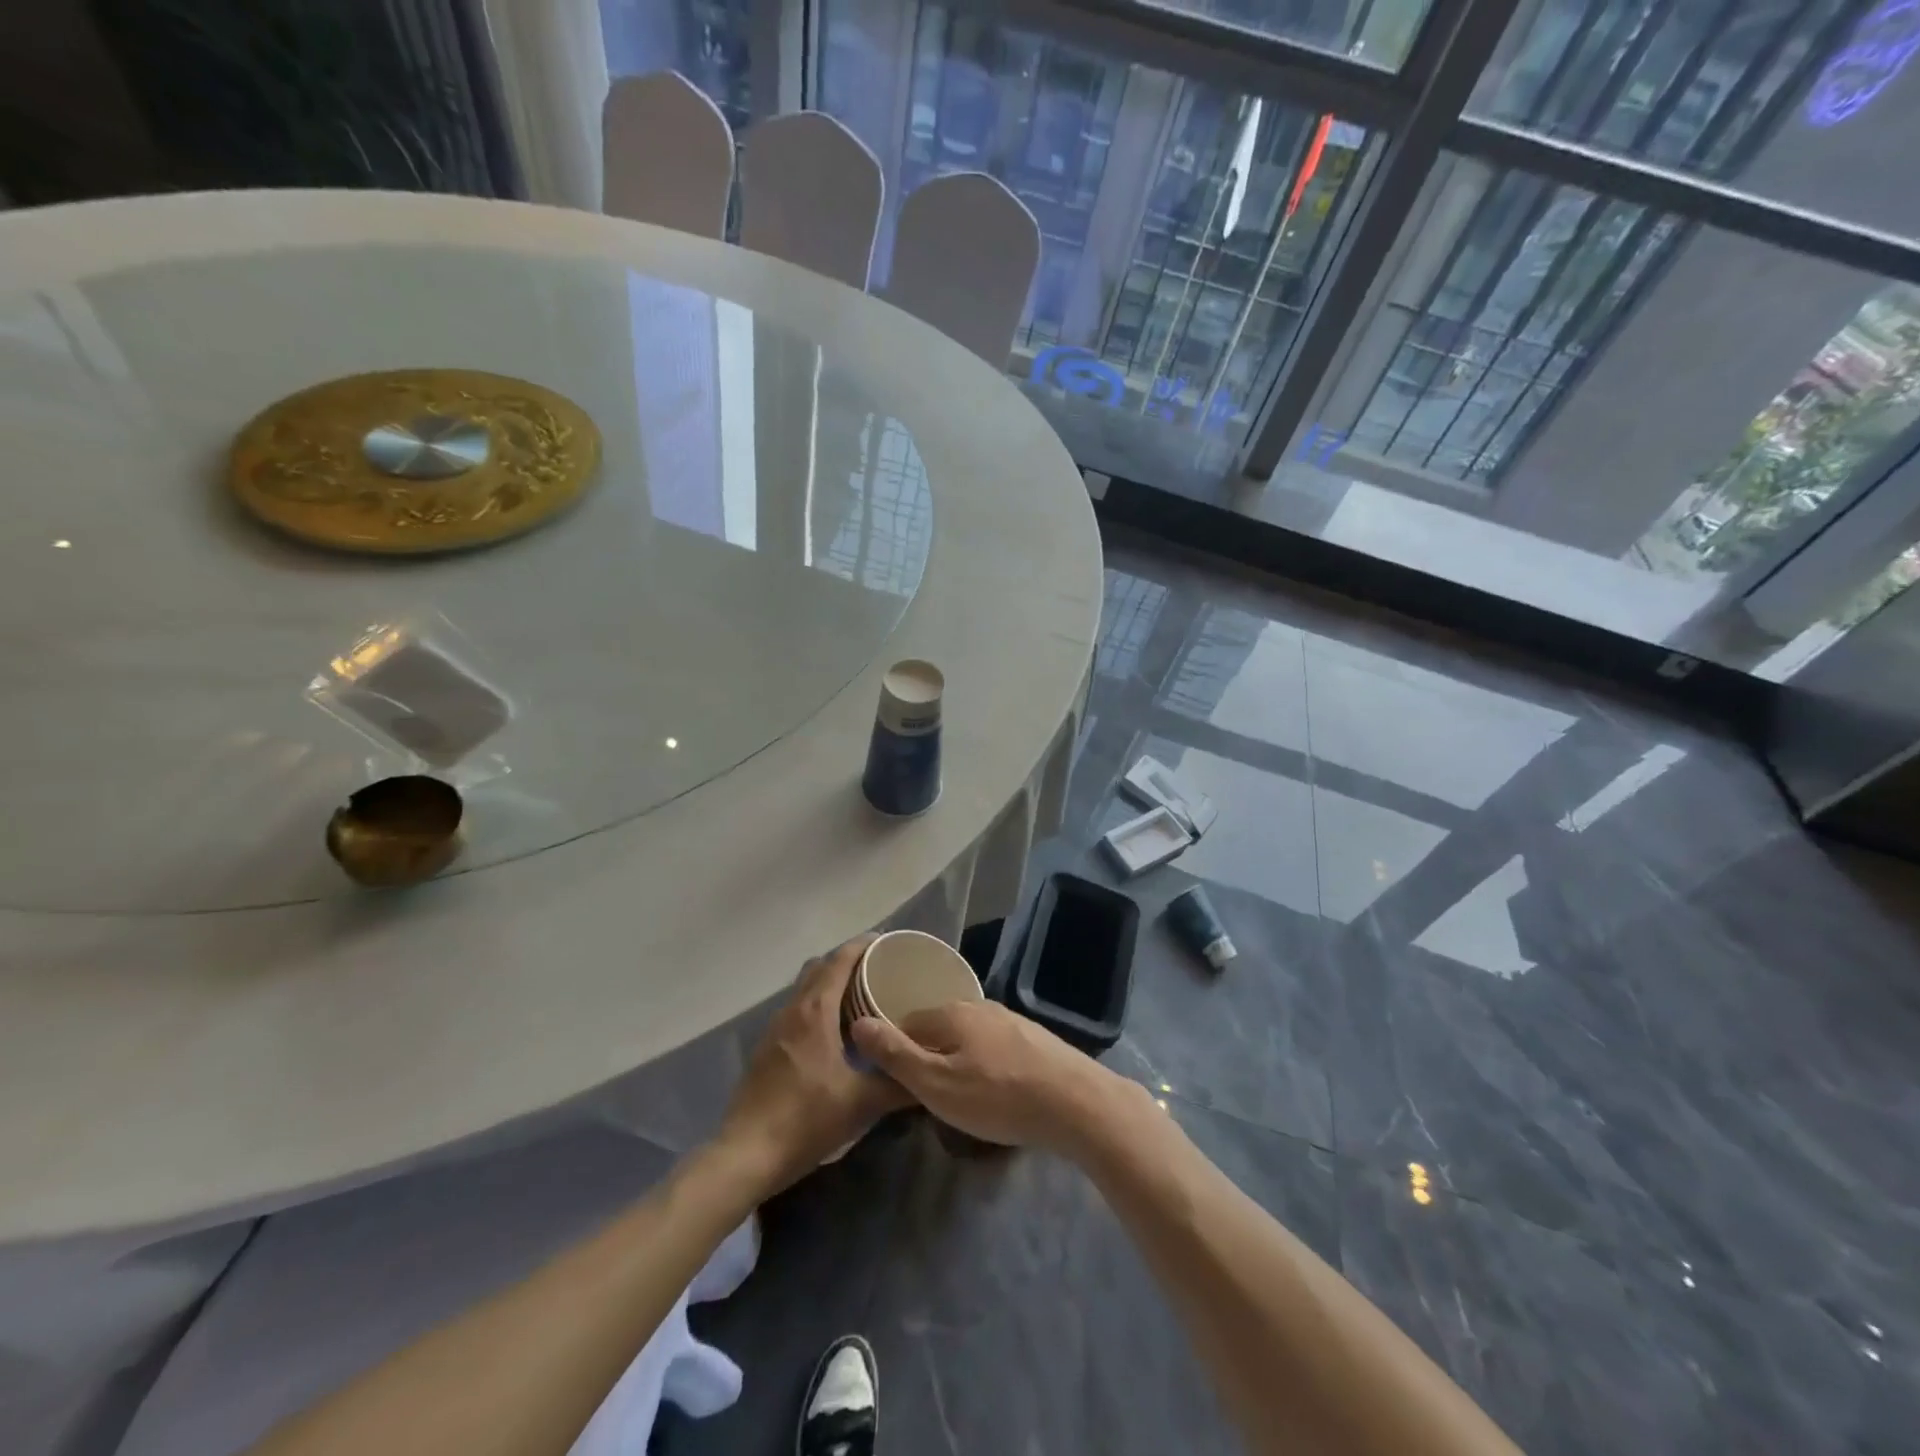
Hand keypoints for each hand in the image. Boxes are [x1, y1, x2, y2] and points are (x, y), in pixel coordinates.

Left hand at [716, 938, 910, 1193]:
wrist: (747, 1155)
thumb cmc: (807, 1119)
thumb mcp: (862, 1103)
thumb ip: (899, 1083)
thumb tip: (930, 1074)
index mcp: (815, 1011)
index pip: (839, 960)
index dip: (862, 945)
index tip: (886, 942)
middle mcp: (792, 1010)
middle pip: (819, 968)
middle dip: (846, 961)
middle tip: (877, 971)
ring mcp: (775, 1029)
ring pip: (804, 989)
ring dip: (829, 984)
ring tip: (859, 999)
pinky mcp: (766, 1049)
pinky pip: (796, 1011)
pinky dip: (816, 1007)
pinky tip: (833, 1034)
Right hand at [850, 999, 1128, 1152]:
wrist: (1075, 1102)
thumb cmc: (998, 1097)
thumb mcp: (936, 1084)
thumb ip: (896, 1055)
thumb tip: (858, 1023)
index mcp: (949, 1012)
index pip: (904, 1023)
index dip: (894, 1052)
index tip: (893, 1083)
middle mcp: (978, 1005)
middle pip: (937, 1027)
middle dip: (927, 1056)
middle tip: (926, 1096)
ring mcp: (1009, 1019)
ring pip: (967, 1037)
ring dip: (957, 1061)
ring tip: (959, 1097)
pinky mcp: (1032, 1038)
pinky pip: (993, 1046)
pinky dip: (984, 1064)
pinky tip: (993, 1089)